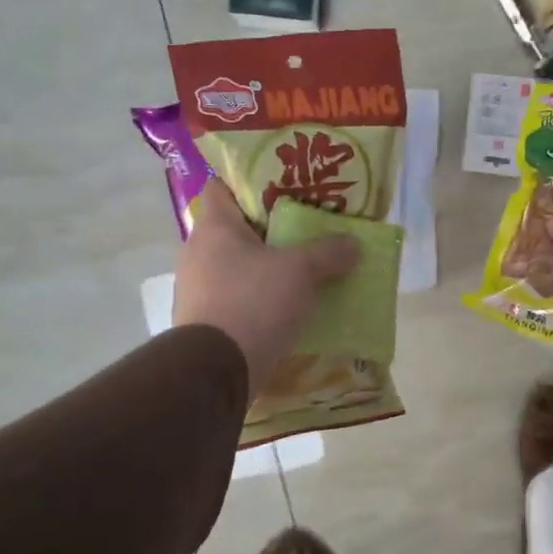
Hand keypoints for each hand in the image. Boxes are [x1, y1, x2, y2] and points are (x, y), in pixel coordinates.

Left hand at [173, 183, 359, 393]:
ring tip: (306, 266)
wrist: (217, 371)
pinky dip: (262, 297)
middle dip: (273, 227)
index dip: (253, 181)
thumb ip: (328, 252)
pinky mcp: (208, 321)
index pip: (224, 186)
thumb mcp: (300, 271)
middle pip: (238, 228)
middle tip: (309, 226)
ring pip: (240, 265)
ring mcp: (200, 289)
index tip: (285, 186)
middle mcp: (199, 252)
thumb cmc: (253, 303)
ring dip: (269, 266)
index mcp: (214, 227)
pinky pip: (240, 297)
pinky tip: (291, 303)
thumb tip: (353, 244)